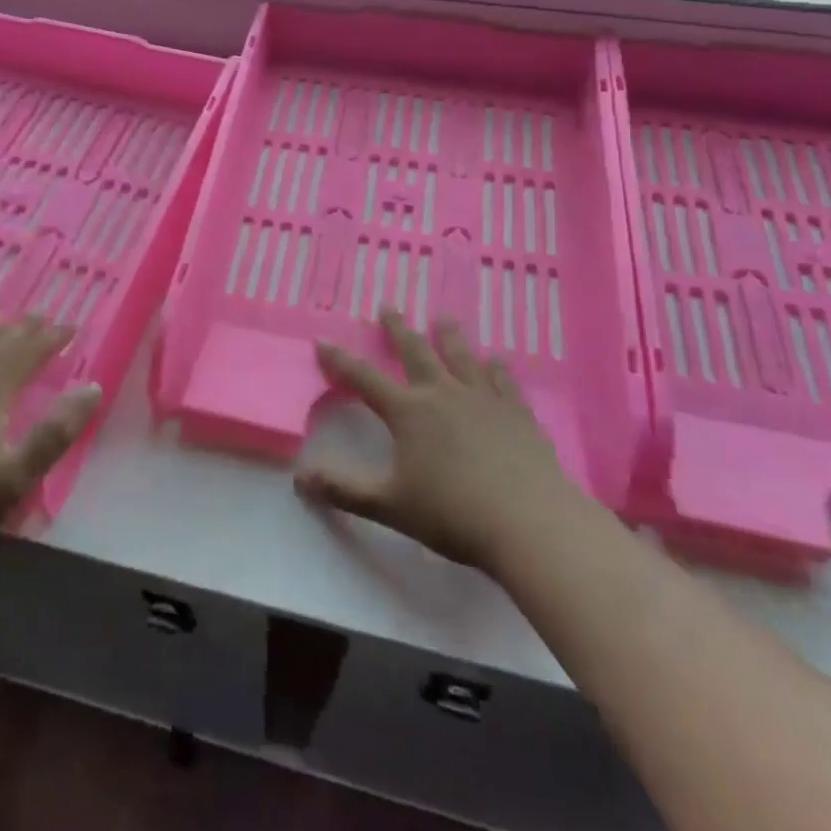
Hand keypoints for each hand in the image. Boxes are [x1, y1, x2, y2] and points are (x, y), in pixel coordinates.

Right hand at [295, 309, 569, 568]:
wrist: (531, 524)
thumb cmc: (453, 514)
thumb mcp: (389, 505)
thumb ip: (343, 489)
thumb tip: (299, 478)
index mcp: (408, 412)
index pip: (364, 378)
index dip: (340, 360)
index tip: (322, 340)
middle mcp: (443, 394)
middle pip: (415, 352)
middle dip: (397, 329)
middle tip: (389, 306)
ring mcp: (484, 400)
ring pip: (461, 357)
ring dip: (448, 336)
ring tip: (442, 318)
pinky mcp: (518, 414)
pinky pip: (503, 381)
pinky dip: (497, 368)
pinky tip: (497, 360)